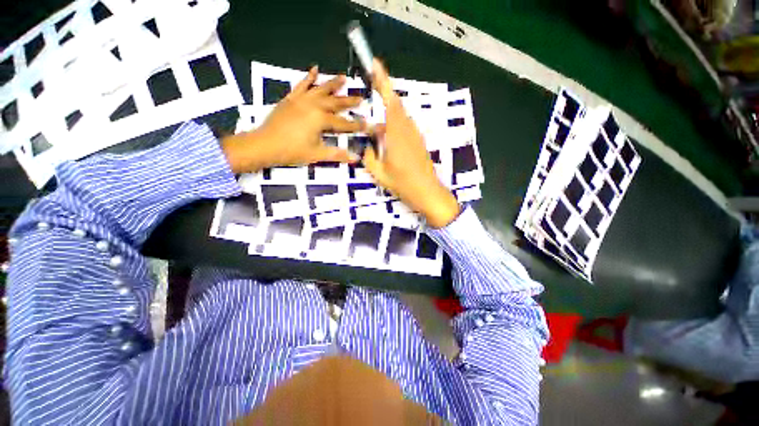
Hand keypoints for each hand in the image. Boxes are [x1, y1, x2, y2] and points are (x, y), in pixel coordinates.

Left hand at [221, 66, 363, 172]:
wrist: (264, 145)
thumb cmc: (292, 151)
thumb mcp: (317, 154)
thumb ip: (337, 154)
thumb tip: (356, 158)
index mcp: (321, 119)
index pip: (344, 123)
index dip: (357, 125)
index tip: (369, 125)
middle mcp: (313, 106)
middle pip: (335, 103)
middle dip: (349, 101)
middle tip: (361, 97)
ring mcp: (301, 100)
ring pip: (320, 90)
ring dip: (333, 84)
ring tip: (343, 78)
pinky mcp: (290, 99)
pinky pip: (301, 85)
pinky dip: (308, 77)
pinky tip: (314, 69)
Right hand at [363, 59, 459, 227]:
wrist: (427, 192)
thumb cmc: (403, 184)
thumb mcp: (379, 172)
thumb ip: (369, 156)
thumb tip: (368, 146)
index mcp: (396, 134)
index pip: (389, 101)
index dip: (382, 81)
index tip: (375, 64)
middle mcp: (407, 129)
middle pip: (395, 106)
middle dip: (383, 96)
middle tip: (372, 101)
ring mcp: (415, 135)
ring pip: (399, 117)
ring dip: (388, 118)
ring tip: (378, 134)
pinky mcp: (418, 141)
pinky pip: (404, 127)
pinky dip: (394, 128)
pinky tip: (388, 142)